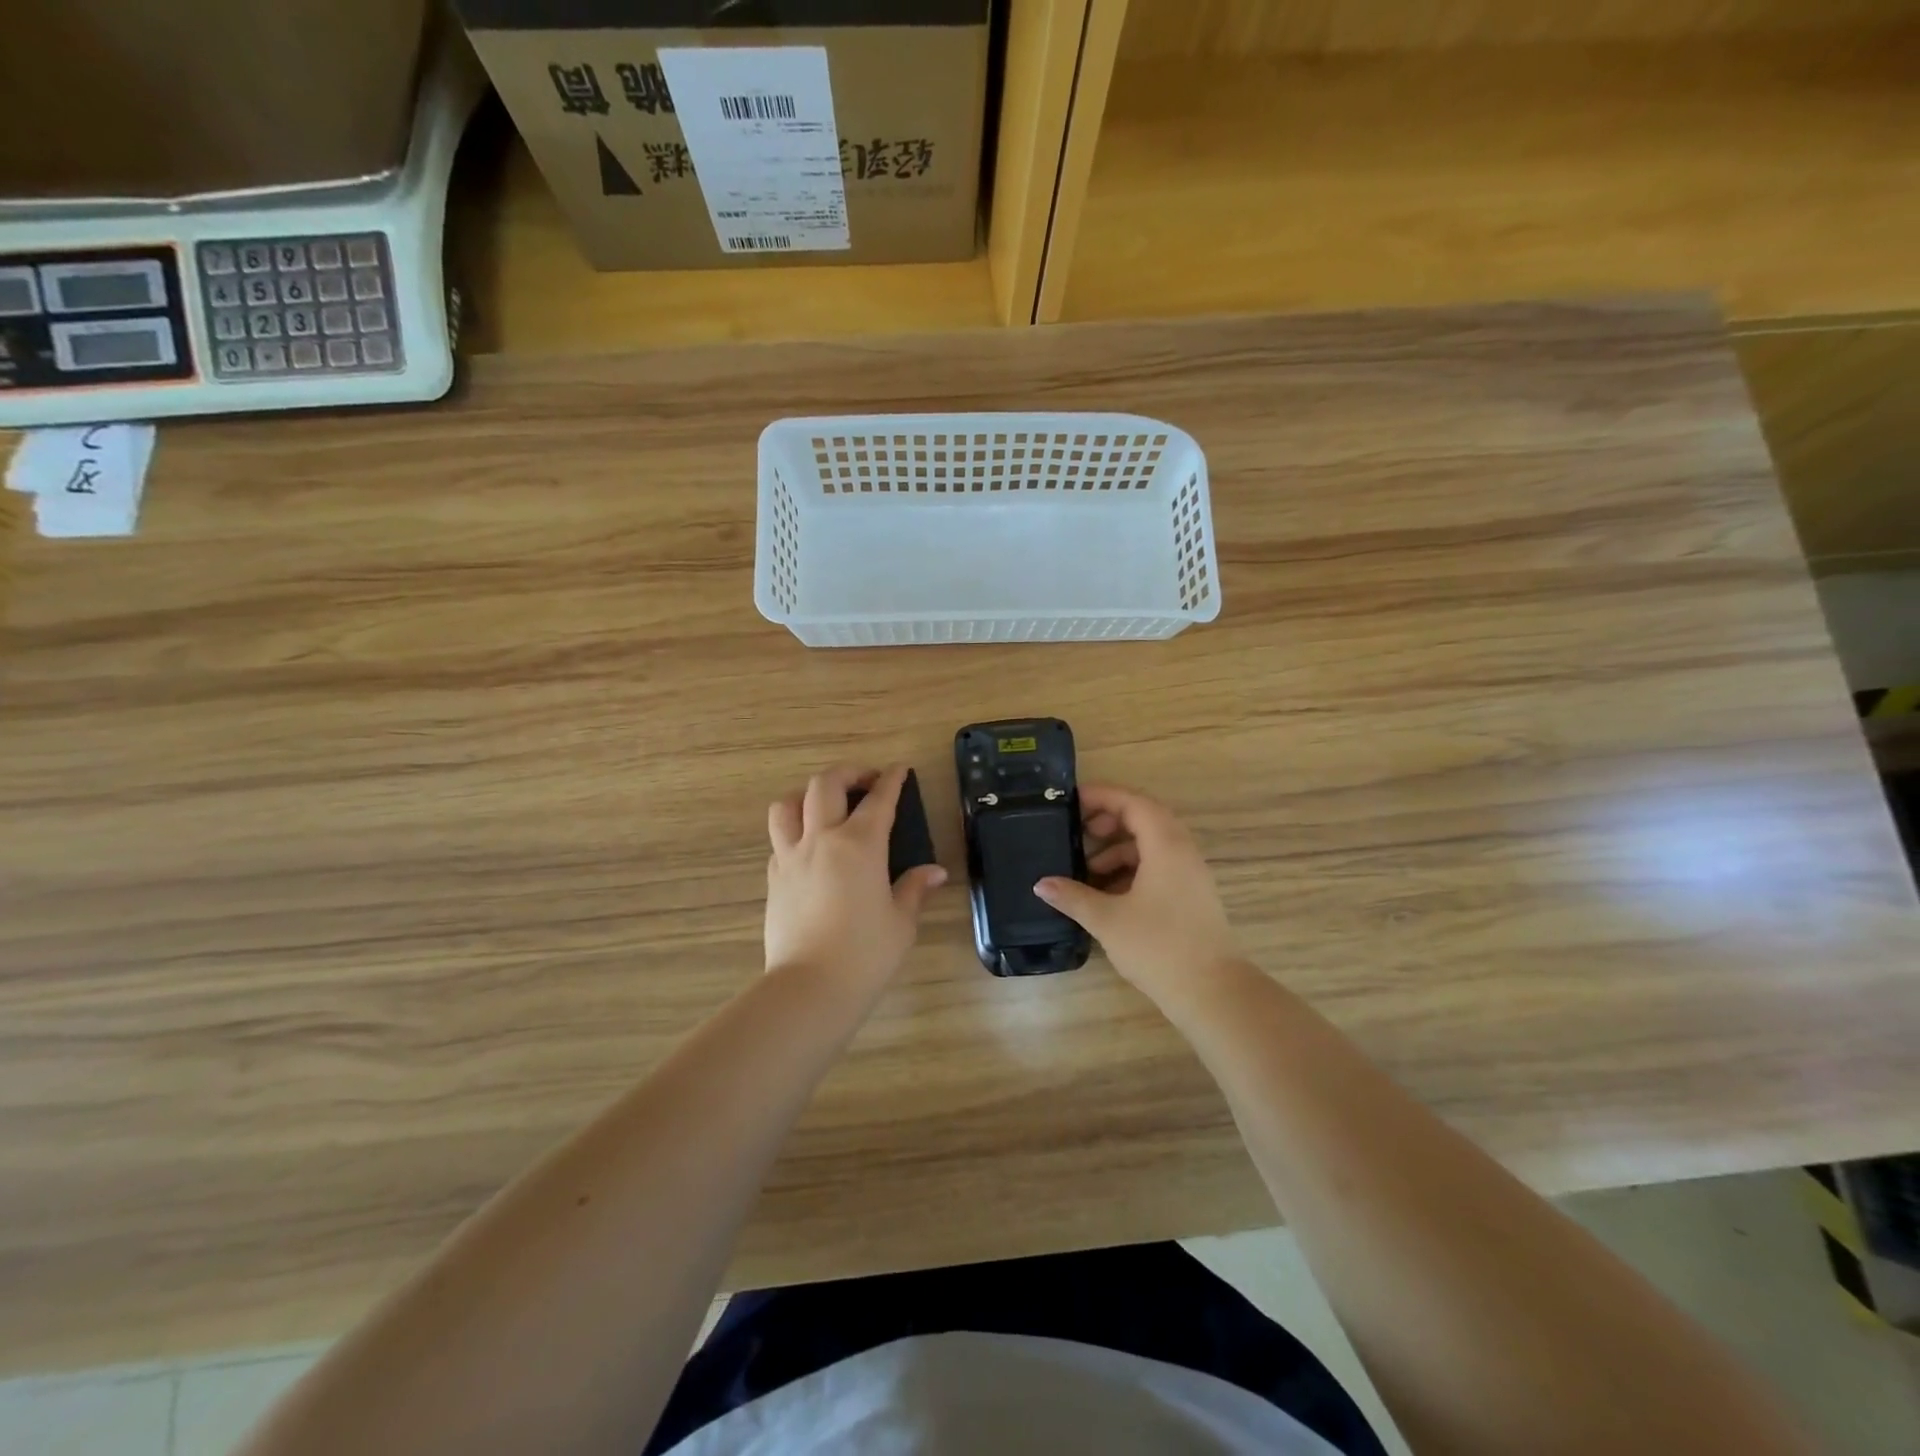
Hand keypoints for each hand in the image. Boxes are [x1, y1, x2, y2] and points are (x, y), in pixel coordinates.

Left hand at [765, 764, 946, 992]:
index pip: (878, 799)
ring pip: (787, 805)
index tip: (899, 769)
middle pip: (825, 785)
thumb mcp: (901, 922)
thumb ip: (914, 889)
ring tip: (824, 806)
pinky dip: (794, 831)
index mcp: (860, 845)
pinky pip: (778, 839)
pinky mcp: (773, 878)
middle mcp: (822, 839)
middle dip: (848, 773)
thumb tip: (934, 872)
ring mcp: (791, 857)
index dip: (892, 780)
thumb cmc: (865, 954)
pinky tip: (809, 848)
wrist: (810, 988)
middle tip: (865, 782)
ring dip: (807, 795)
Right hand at [1035, 785, 1241, 1003]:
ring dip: (1119, 849)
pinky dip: (1133, 869)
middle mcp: (1183, 852)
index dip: (1102, 796)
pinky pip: (1159, 866)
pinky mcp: (1192, 896)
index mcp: (1166, 846)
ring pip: (1152, 845)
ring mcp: (1191, 875)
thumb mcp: (1107, 920)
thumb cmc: (1159, 947)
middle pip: (1145, 818)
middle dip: (1109, 821)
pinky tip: (1109, 894)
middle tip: (1079, 832)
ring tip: (1088, 872)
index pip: (1133, 803)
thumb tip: (1041, 884)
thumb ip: (1073, 896)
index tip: (1072, 800)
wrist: (1213, 992)